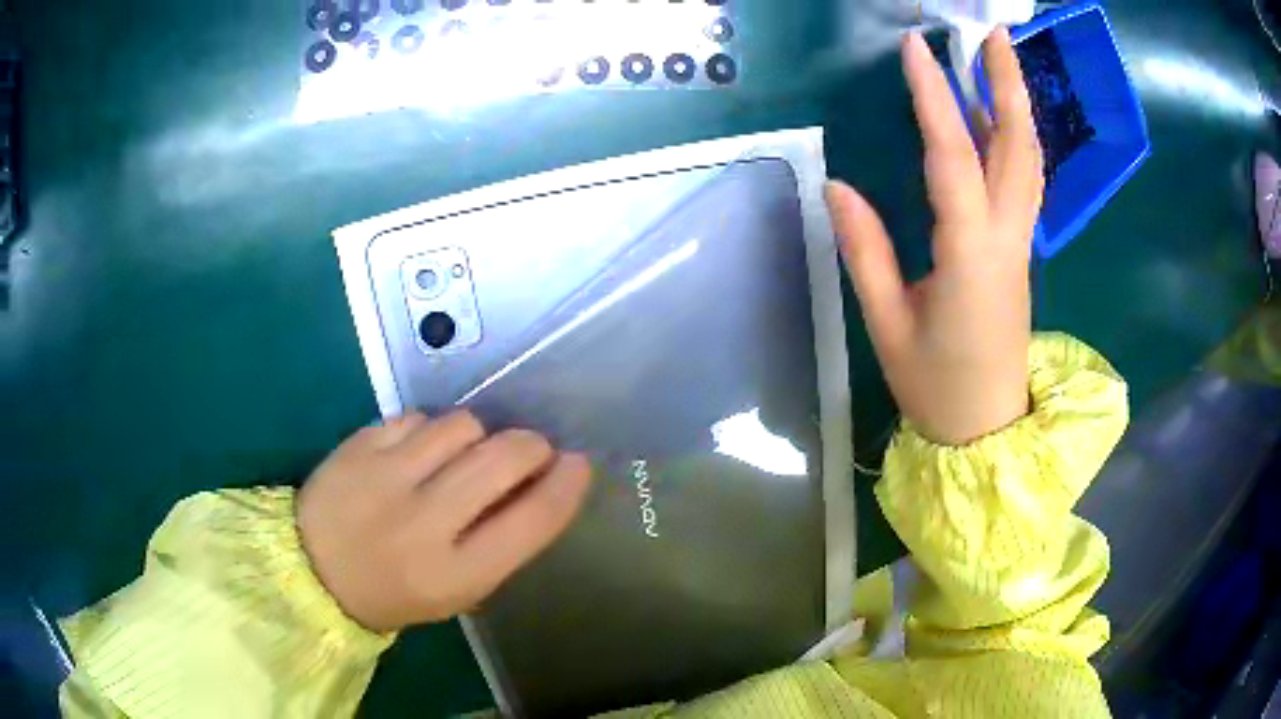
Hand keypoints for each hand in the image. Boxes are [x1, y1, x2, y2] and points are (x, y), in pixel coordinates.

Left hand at [297, 411, 591, 632]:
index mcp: (454, 574)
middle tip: (529, 450)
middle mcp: (423, 523)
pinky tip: (420, 451)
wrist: (311, 571)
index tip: (577, 464)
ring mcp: (386, 477)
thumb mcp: (456, 591)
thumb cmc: (394, 592)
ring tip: (464, 453)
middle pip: (502, 458)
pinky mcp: (359, 445)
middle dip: (530, 446)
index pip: (531, 520)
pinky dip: (431, 430)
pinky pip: (419, 417)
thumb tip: (540, 486)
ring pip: (462, 425)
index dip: (566, 486)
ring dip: (478, 435)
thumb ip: (500, 544)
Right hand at [826, 29, 1043, 445]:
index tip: (916, 49)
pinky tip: (994, 118)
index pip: (953, 157)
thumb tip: (838, 187)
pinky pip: (1023, 182)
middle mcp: (1006, 237)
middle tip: (993, 34)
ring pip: (1029, 161)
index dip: (934, 99)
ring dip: (1016, 105)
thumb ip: (867, 251)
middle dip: (1007, 84)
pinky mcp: (1020, 250)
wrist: (987, 429)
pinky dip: (1013, 138)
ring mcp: (1020, 242)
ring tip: (998, 59)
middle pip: (1018, 148)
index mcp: (970, 255)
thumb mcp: (888, 324)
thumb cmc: (936, 386)